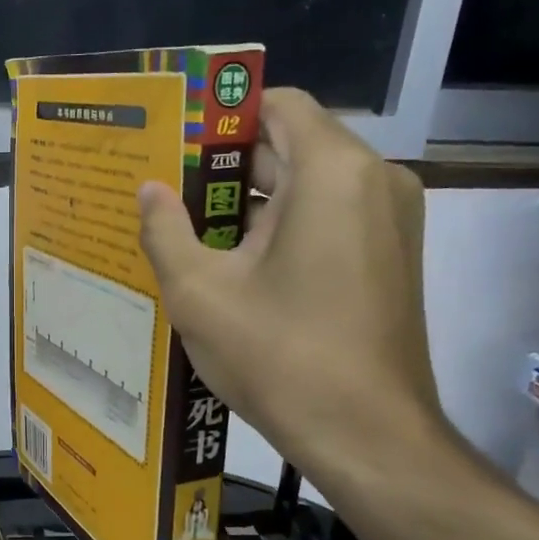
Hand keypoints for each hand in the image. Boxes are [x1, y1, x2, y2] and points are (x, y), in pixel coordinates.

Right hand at [137, 87, 445, 484]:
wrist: (366, 434)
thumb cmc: (279, 356)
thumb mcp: (199, 293)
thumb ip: (165, 231)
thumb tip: (148, 190)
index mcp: (331, 171)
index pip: (278, 105)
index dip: (222, 117)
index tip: (174, 142)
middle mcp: (374, 180)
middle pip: (292, 146)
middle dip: (227, 166)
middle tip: (166, 190)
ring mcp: (390, 221)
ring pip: (310, 188)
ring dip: (251, 203)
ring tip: (189, 230)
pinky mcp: (390, 259)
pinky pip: (330, 220)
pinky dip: (283, 230)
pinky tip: (234, 266)